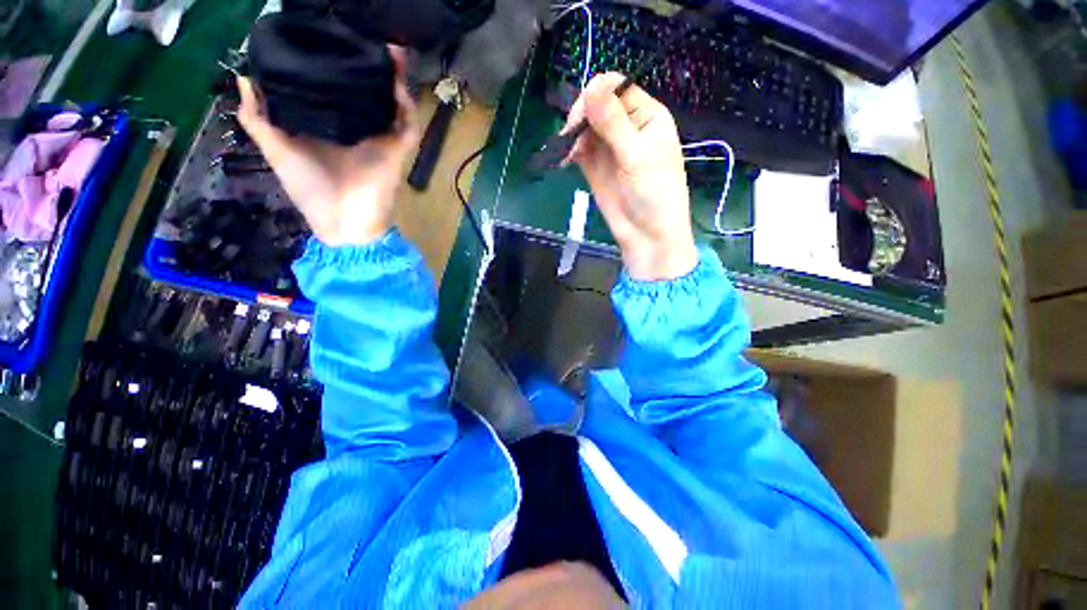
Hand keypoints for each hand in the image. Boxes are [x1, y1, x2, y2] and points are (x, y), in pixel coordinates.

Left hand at [235, 46, 417, 246]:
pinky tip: (396, 80)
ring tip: (387, 48)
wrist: (343, 225)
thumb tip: (244, 77)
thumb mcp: (277, 150)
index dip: (336, 64)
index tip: (328, 36)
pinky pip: (406, 125)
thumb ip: (260, 118)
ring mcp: (380, 140)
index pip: (337, 90)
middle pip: (369, 91)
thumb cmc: (310, 191)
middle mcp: (359, 129)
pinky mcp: (396, 151)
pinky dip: (405, 104)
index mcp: (332, 127)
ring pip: (392, 104)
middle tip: (363, 34)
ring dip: (393, 78)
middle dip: (369, 65)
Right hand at [565, 72, 697, 280]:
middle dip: (581, 117)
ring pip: (585, 127)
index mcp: (647, 116)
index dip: (596, 95)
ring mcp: (609, 148)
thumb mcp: (637, 156)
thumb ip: (613, 123)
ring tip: (568, 154)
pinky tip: (564, 160)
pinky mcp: (596, 167)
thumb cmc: (654, 194)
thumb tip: (590, 87)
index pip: (616, 88)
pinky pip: (579, 149)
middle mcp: (627, 127)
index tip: (581, 116)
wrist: (647, 235)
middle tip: (571, 138)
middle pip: (597, 105)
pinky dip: (569, 151)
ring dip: (573, 135)